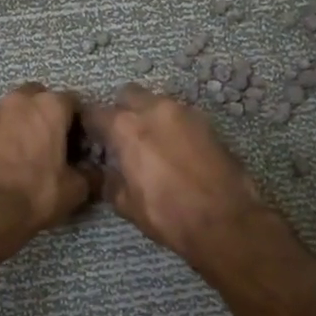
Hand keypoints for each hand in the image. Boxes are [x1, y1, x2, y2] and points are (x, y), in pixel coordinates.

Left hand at [0, 84, 95, 241]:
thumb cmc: (36, 193)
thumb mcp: (74, 189)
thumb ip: (90, 174)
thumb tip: (94, 173)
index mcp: (49, 106)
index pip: (74, 103)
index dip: (80, 124)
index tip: (81, 145)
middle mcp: (19, 100)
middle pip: (40, 99)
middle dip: (48, 116)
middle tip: (54, 144)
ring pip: (15, 112)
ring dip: (24, 125)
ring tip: (29, 155)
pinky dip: (5, 138)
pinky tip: (9, 162)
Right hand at [80, 85, 267, 266]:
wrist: (225, 220)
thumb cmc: (168, 214)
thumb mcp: (126, 204)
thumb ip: (111, 180)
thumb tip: (110, 172)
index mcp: (127, 128)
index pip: (95, 113)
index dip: (90, 126)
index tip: (92, 140)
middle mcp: (155, 110)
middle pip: (128, 95)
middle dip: (122, 111)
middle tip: (123, 138)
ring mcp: (185, 112)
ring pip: (157, 103)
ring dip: (149, 117)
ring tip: (152, 146)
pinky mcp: (208, 123)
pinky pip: (181, 116)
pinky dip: (173, 127)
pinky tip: (176, 152)